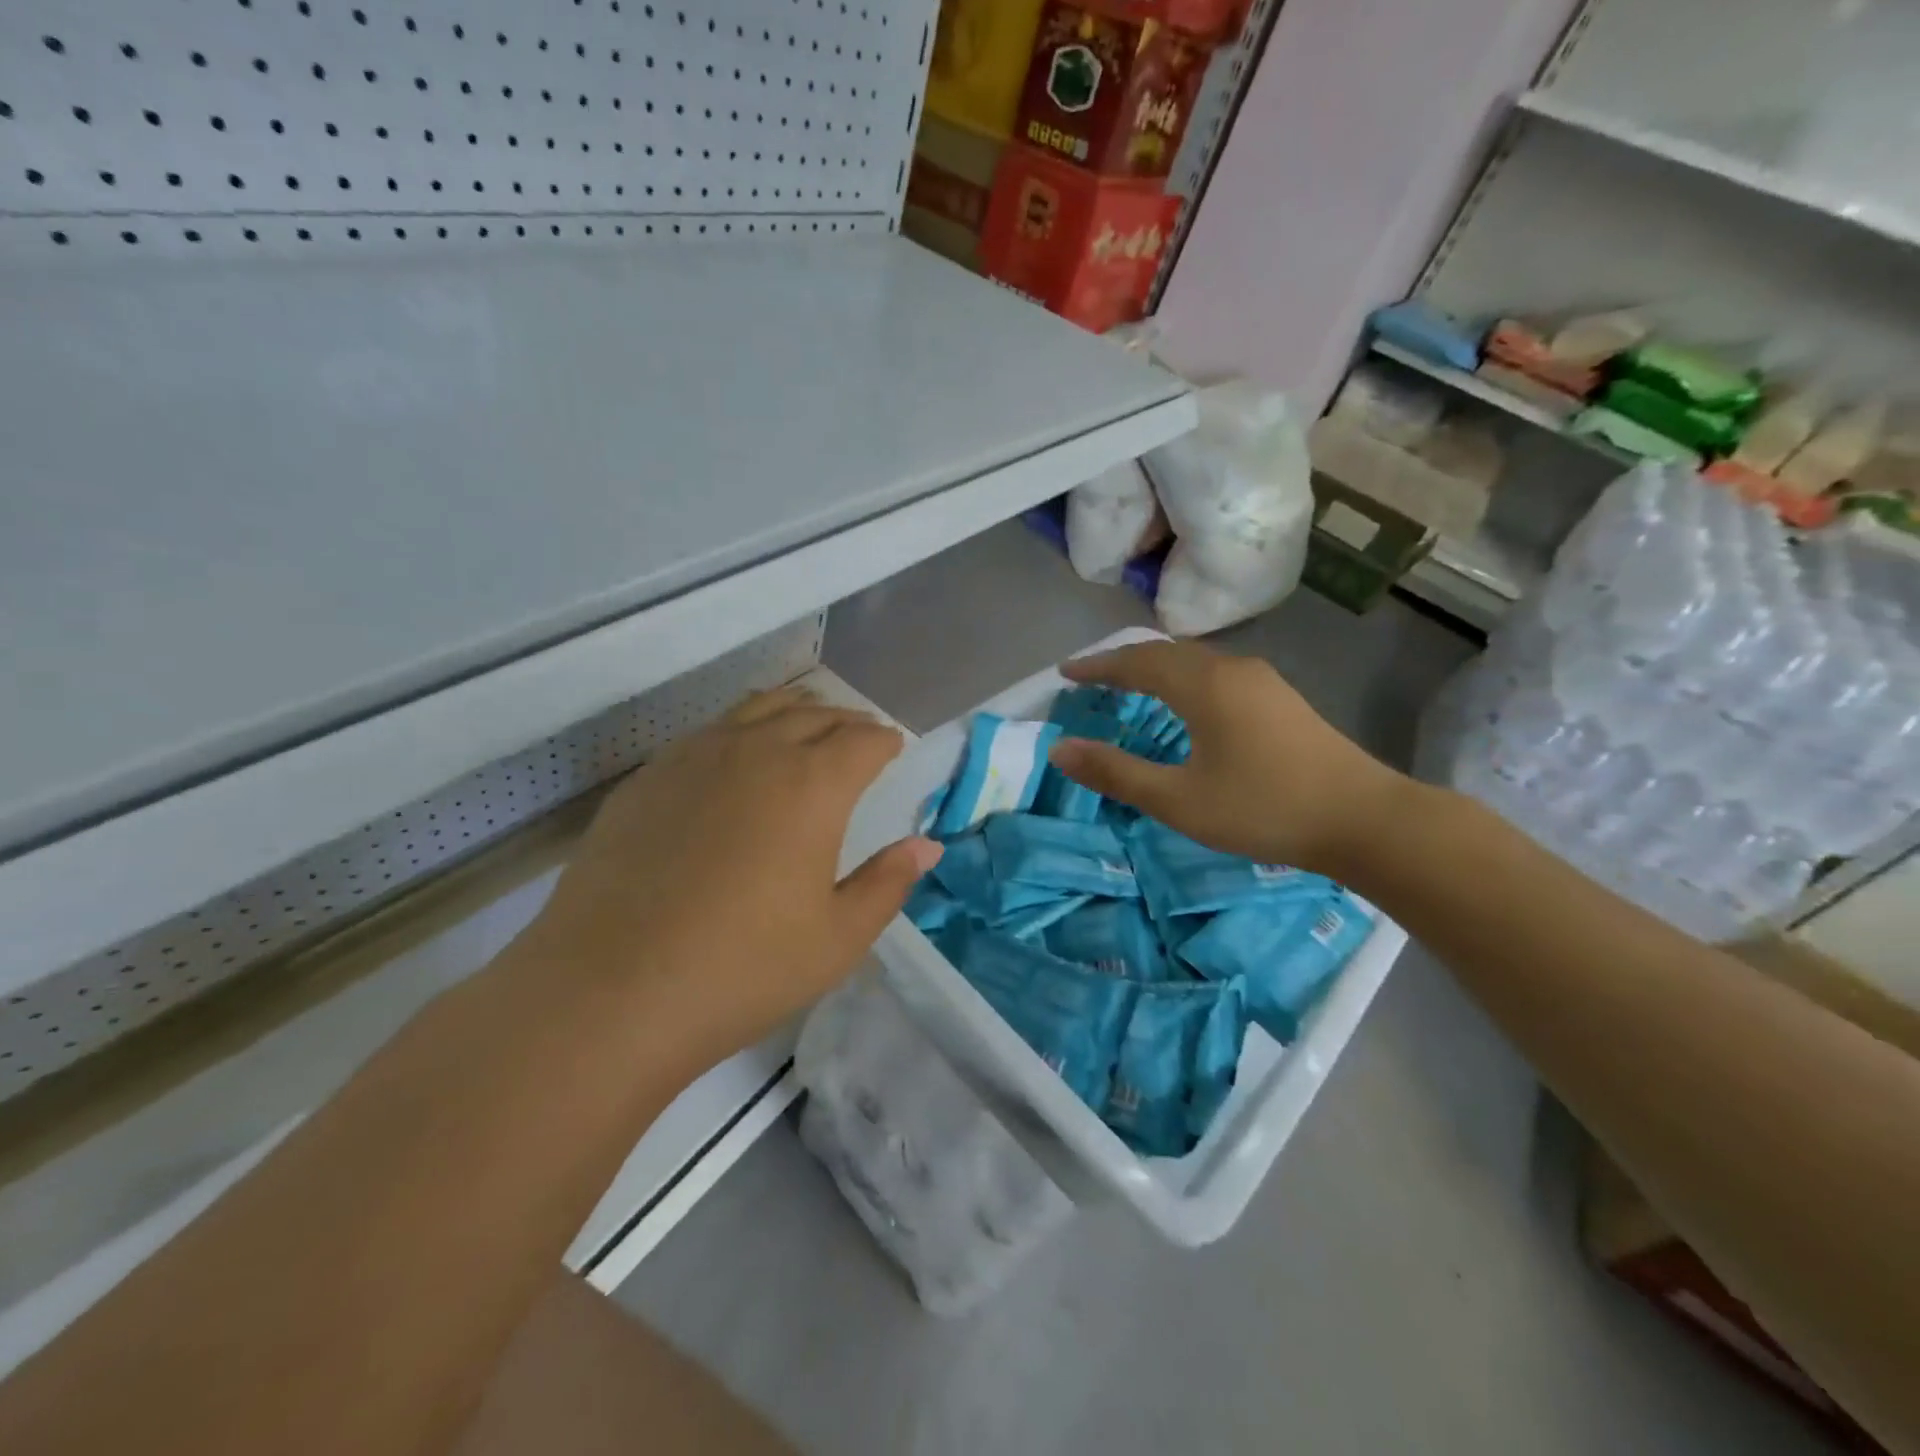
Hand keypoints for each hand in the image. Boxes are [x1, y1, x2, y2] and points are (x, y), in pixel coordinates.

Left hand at [518, 688, 940, 1071]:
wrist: (607, 993)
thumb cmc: (742, 969)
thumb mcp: (838, 938)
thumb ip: (888, 883)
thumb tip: (927, 846)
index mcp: (812, 784)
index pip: (863, 740)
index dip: (885, 741)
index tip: (894, 749)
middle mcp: (755, 751)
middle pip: (813, 713)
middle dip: (846, 721)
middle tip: (859, 738)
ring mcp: (693, 757)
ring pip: (756, 710)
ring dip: (793, 712)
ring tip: (806, 728)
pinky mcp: (647, 778)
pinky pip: (708, 733)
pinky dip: (740, 732)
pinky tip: (735, 763)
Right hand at [1049, 641, 1413, 875]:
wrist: (1364, 820)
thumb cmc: (1263, 808)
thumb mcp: (1179, 800)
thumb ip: (1117, 773)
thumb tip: (1060, 750)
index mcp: (1204, 686)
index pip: (1136, 662)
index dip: (1097, 667)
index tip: (1065, 674)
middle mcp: (1232, 670)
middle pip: (1166, 654)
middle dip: (1123, 663)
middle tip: (1091, 680)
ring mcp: (1263, 682)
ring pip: (1195, 662)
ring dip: (1156, 669)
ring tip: (1129, 688)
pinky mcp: (1281, 700)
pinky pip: (1216, 675)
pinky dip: (1184, 680)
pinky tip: (1185, 706)